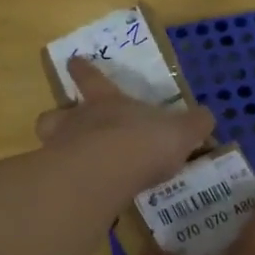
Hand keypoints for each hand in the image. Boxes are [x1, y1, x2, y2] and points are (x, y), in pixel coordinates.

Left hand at [36, 56, 215, 195]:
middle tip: (64, 126)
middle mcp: (78, 120)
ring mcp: (61, 148)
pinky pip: (56, 176)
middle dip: (58, 117)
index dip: (84, 69)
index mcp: (107, 102)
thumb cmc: (145, 141)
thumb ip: (193, 124)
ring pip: (47, 140)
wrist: (109, 171)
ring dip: (56, 148)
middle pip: (56, 113)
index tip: (73, 60)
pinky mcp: (57, 178)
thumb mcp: (181, 130)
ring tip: (69, 163)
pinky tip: (79, 194)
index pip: (91, 78)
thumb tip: (206, 117)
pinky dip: (65, 181)